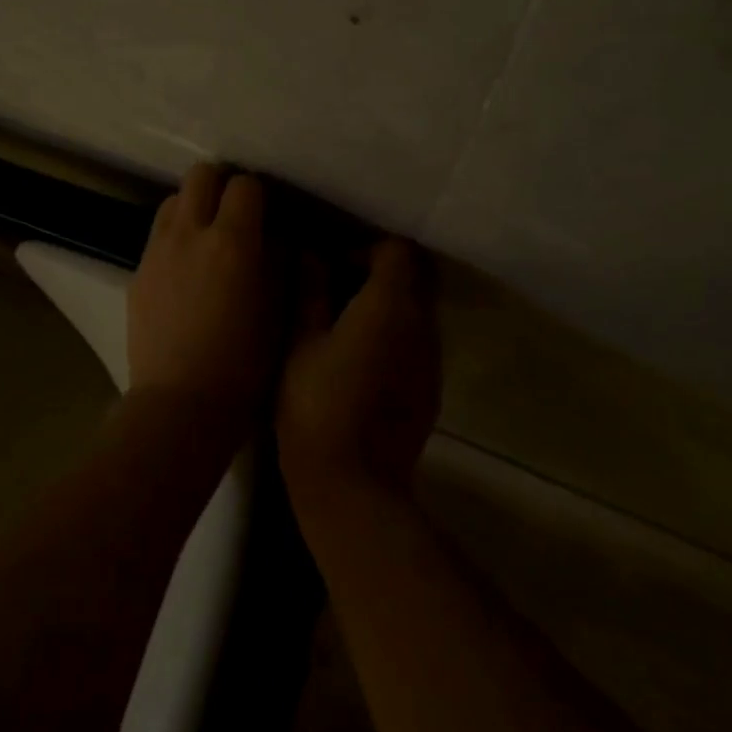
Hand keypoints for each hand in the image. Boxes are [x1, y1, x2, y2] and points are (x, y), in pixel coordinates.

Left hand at [127, 164, 285, 420]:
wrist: (181, 403)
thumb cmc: (245, 363)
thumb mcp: (279, 309)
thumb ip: (277, 261)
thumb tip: (273, 236)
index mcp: (232, 241)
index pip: (245, 185)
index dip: (259, 195)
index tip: (267, 215)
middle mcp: (189, 233)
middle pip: (200, 176)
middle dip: (220, 186)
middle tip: (235, 214)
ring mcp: (157, 251)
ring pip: (172, 200)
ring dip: (193, 208)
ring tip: (207, 238)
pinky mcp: (137, 273)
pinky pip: (157, 236)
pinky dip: (174, 238)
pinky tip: (185, 271)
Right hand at [276, 240, 440, 514]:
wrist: (353, 482)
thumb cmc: (315, 405)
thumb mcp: (300, 343)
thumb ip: (308, 291)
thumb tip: (310, 255)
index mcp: (389, 305)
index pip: (397, 250)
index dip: (364, 249)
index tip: (333, 268)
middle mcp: (422, 324)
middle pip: (415, 275)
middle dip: (381, 272)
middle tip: (339, 290)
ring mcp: (432, 358)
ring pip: (418, 309)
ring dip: (388, 304)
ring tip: (346, 325)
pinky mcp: (432, 386)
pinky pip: (418, 341)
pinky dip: (395, 334)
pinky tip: (362, 359)